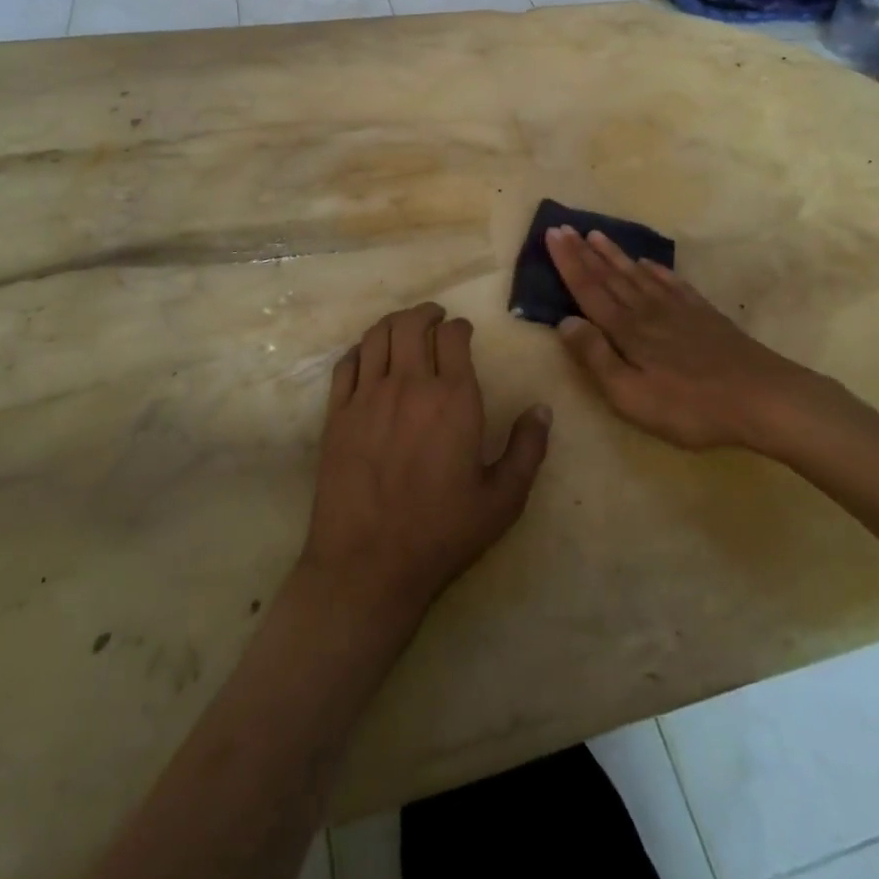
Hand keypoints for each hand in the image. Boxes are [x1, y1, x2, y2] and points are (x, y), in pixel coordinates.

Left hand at [301, 303, 550, 622]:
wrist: (368, 565)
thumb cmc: (442, 533)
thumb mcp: (502, 500)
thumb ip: (527, 449)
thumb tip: (542, 409)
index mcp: (454, 399)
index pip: (453, 337)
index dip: (460, 327)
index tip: (463, 332)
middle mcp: (409, 385)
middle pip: (411, 324)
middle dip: (426, 313)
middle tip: (434, 317)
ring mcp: (367, 397)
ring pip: (377, 336)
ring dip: (393, 323)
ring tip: (404, 327)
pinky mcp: (336, 414)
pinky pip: (346, 364)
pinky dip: (360, 350)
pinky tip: (368, 356)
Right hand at [546, 226, 830, 452]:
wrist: (761, 397)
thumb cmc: (689, 406)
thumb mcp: (631, 395)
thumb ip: (596, 357)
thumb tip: (565, 321)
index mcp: (626, 330)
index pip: (588, 289)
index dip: (568, 262)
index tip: (552, 234)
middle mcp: (647, 311)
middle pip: (609, 276)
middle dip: (584, 252)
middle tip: (564, 227)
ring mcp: (678, 310)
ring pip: (637, 275)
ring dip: (614, 255)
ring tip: (596, 235)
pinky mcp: (703, 315)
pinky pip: (671, 284)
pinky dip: (655, 270)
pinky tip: (648, 263)